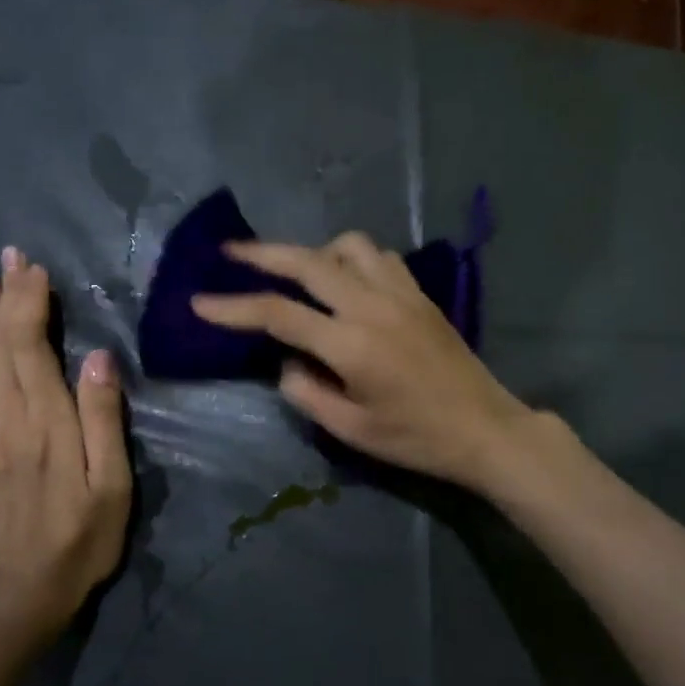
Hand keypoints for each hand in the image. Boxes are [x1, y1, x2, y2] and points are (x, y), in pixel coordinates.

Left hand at [0, 246, 131, 650]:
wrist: (15, 595)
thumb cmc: (79, 540)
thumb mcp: (111, 486)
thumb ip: (103, 420)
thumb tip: (99, 359)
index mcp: (46, 423)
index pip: (31, 346)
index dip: (31, 304)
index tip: (36, 270)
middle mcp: (4, 419)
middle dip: (6, 298)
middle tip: (10, 258)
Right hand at [191, 232, 536, 489]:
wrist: (485, 429)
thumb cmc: (416, 439)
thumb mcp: (351, 430)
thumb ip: (306, 392)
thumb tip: (286, 361)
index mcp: (351, 344)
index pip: (278, 315)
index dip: (234, 308)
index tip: (200, 303)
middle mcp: (373, 306)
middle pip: (308, 261)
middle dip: (262, 254)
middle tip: (230, 253)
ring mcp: (401, 294)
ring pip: (348, 246)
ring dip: (314, 252)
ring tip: (298, 273)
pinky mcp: (420, 294)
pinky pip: (379, 257)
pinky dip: (352, 258)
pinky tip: (347, 280)